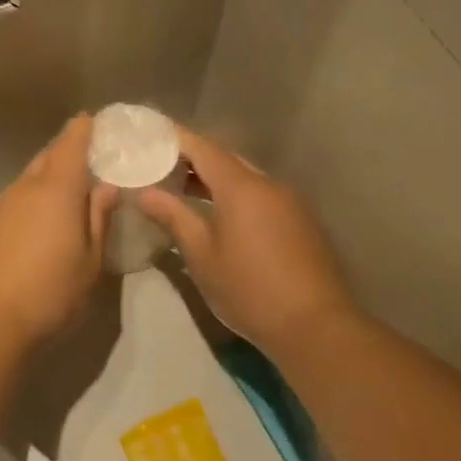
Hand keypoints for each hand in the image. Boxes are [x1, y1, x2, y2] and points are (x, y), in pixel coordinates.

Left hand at [0, 116, 115, 351]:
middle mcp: (25, 188)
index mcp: (57, 189)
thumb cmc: (52, 293)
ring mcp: (1, 207)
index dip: (84, 129)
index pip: (71, 142)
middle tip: (91, 163)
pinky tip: (40, 226)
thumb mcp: (91, 261)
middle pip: (48, 157)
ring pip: (29, 179)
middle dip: (68, 153)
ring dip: (49, 179)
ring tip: (69, 196)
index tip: (96, 122)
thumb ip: (99, 218)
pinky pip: (15, 201)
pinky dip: (31, 201)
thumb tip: (106, 187)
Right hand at [136, 125, 358, 353]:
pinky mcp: (301, 222)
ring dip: (215, 180)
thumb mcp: (202, 255)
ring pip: (246, 178)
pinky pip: (262, 196)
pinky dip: (236, 196)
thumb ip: (173, 217)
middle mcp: (268, 184)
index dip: (175, 139)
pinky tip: (221, 217)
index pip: (203, 147)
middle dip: (193, 159)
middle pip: (225, 159)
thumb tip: (145, 192)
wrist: (315, 325)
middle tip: (160, 166)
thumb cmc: (249, 288)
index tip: (150, 135)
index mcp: (241, 186)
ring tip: (184, 191)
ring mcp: (289, 202)